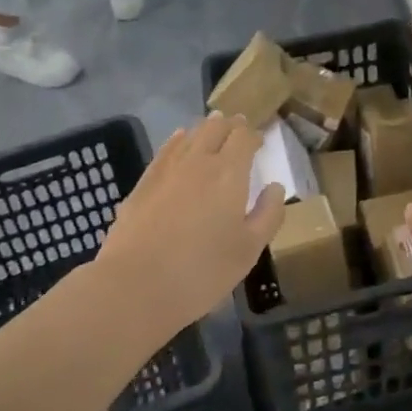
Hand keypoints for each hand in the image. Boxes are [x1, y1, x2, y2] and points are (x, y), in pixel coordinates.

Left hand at [98, 112, 285, 327]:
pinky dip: (178, 140)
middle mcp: (198, 161)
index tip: (260, 140)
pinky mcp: (143, 183)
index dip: (253, 134)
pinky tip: (179, 141)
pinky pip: (166, 150)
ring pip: (190, 135)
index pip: (244, 138)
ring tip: (213, 129)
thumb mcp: (249, 250)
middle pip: (215, 128)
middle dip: (230, 125)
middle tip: (239, 128)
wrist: (135, 285)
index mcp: (229, 173)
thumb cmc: (202, 271)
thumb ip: (268, 214)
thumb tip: (275, 187)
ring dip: (205, 130)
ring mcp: (167, 169)